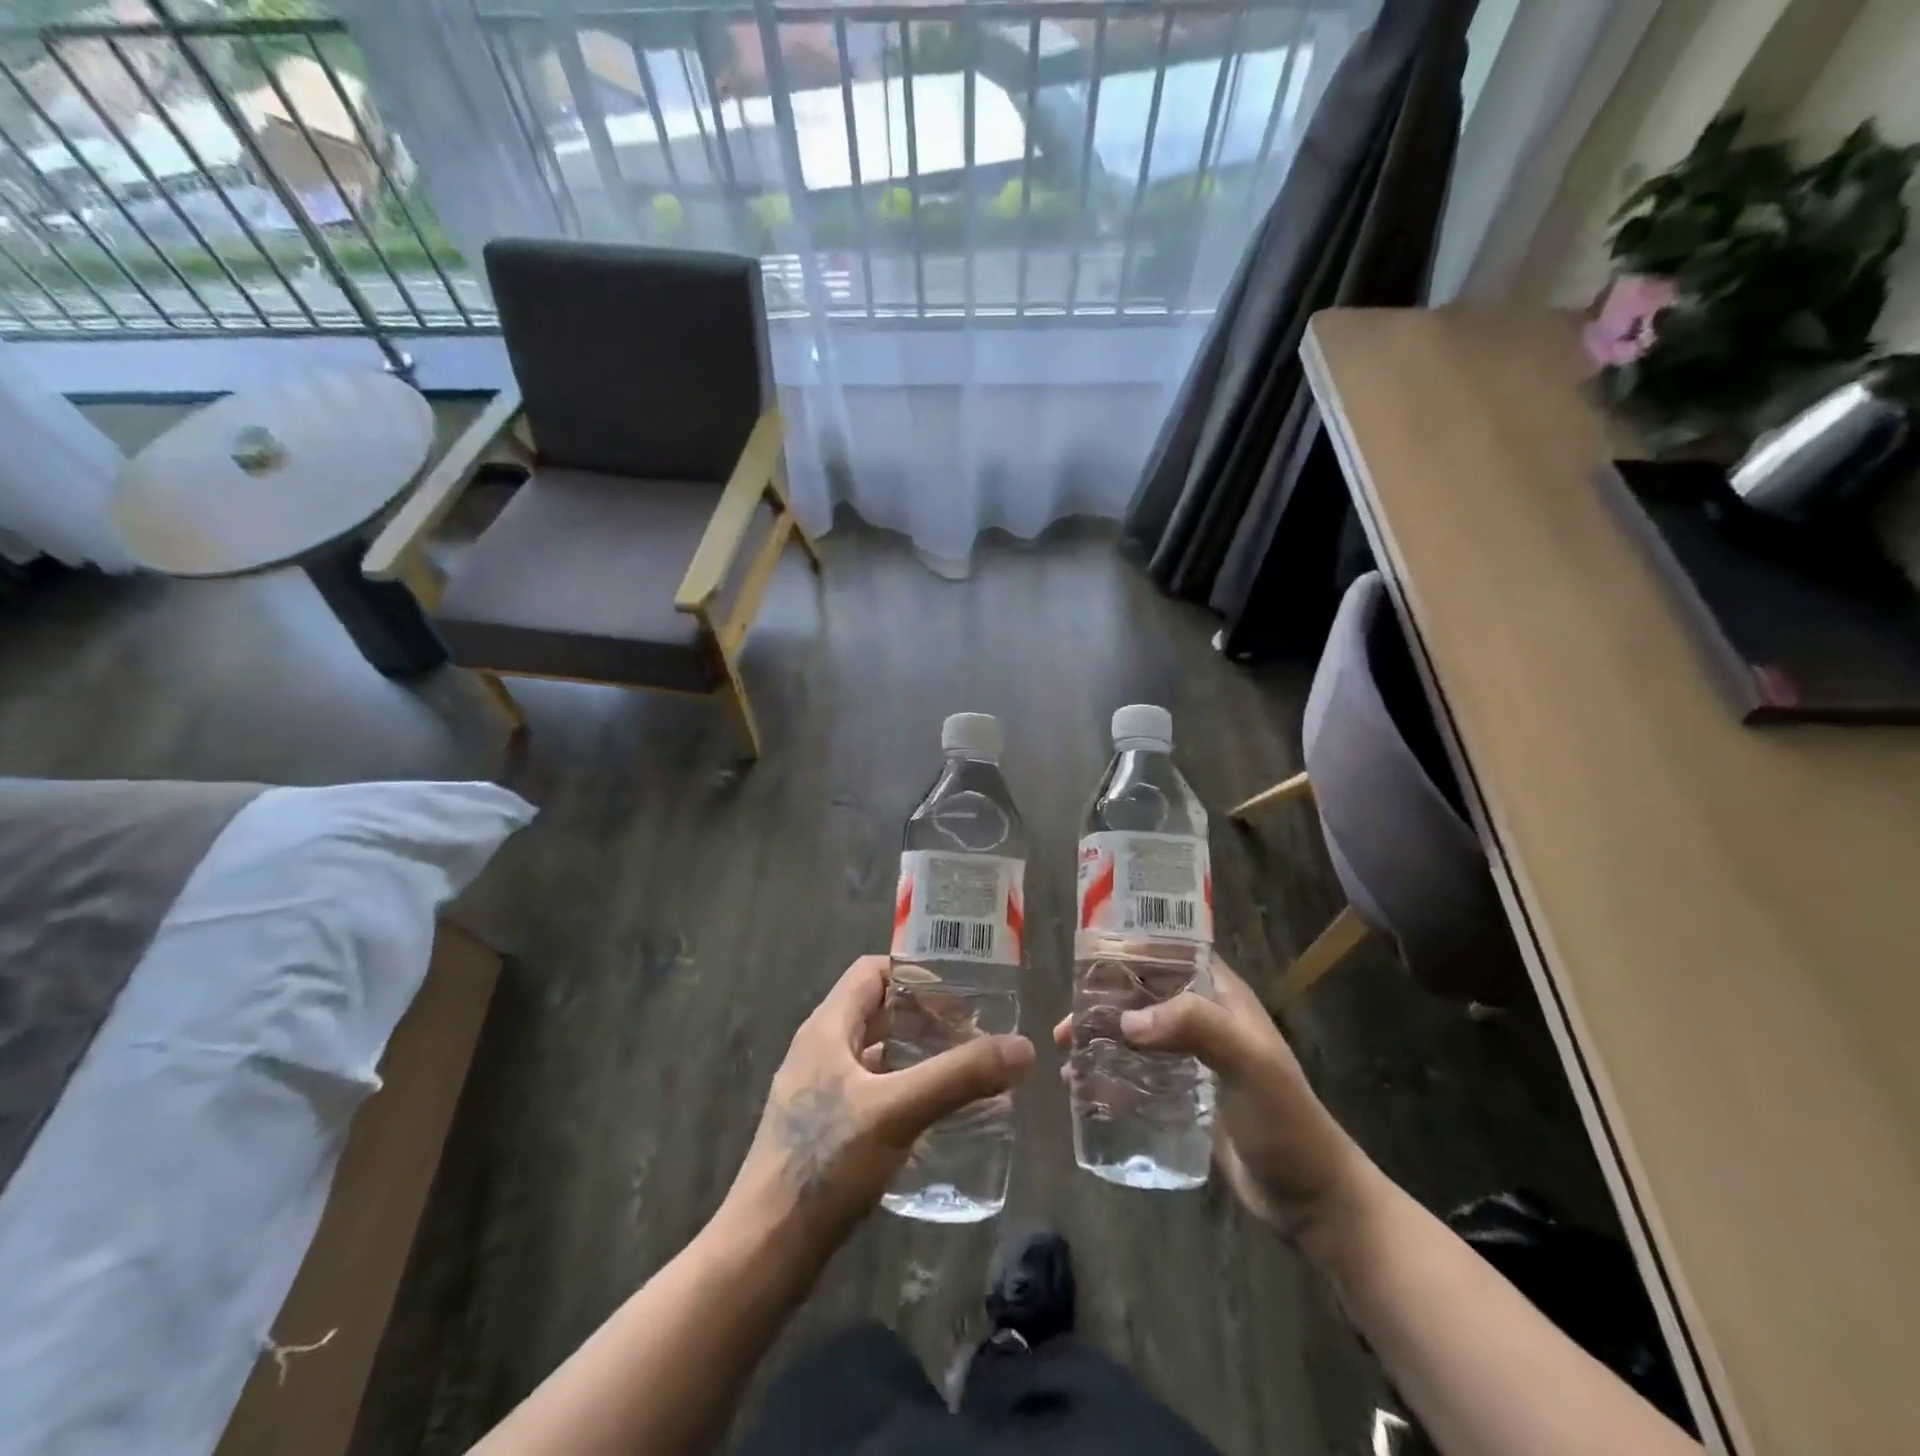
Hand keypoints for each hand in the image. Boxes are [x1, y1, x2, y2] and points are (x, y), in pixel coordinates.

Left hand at [725, 956, 1034, 1242]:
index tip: (960, 996)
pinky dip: (906, 1090)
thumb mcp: (898, 1111)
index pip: (872, 972)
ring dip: (918, 1055)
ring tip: (963, 1072)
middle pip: (878, 1011)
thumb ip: (959, 1076)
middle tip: (973, 1035)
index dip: (915, 975)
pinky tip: (934, 1117)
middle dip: (926, 1018)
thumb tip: (1024, 1047)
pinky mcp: (825, 1130)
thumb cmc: (825, 1164)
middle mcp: (820, 1051)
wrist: (765, 1251)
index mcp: (827, 1029)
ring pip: (877, 1054)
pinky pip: (873, 1091)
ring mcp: (819, 1092)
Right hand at [1054, 958, 1369, 1241]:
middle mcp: (1203, 1016)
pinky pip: (1139, 1069)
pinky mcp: (1184, 1093)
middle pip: (1142, 993)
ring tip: (1067, 1056)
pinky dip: (1111, 1070)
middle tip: (1066, 1026)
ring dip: (1102, 1037)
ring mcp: (1192, 1056)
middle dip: (1102, 1002)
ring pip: (1136, 1031)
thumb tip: (1127, 1020)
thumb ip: (1195, 1027)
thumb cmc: (1285, 1122)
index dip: (1129, 948)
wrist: (1312, 1200)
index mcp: (1221, 995)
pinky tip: (1085, 1086)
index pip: (1169, 952)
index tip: (1085, 960)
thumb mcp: (1248, 1064)